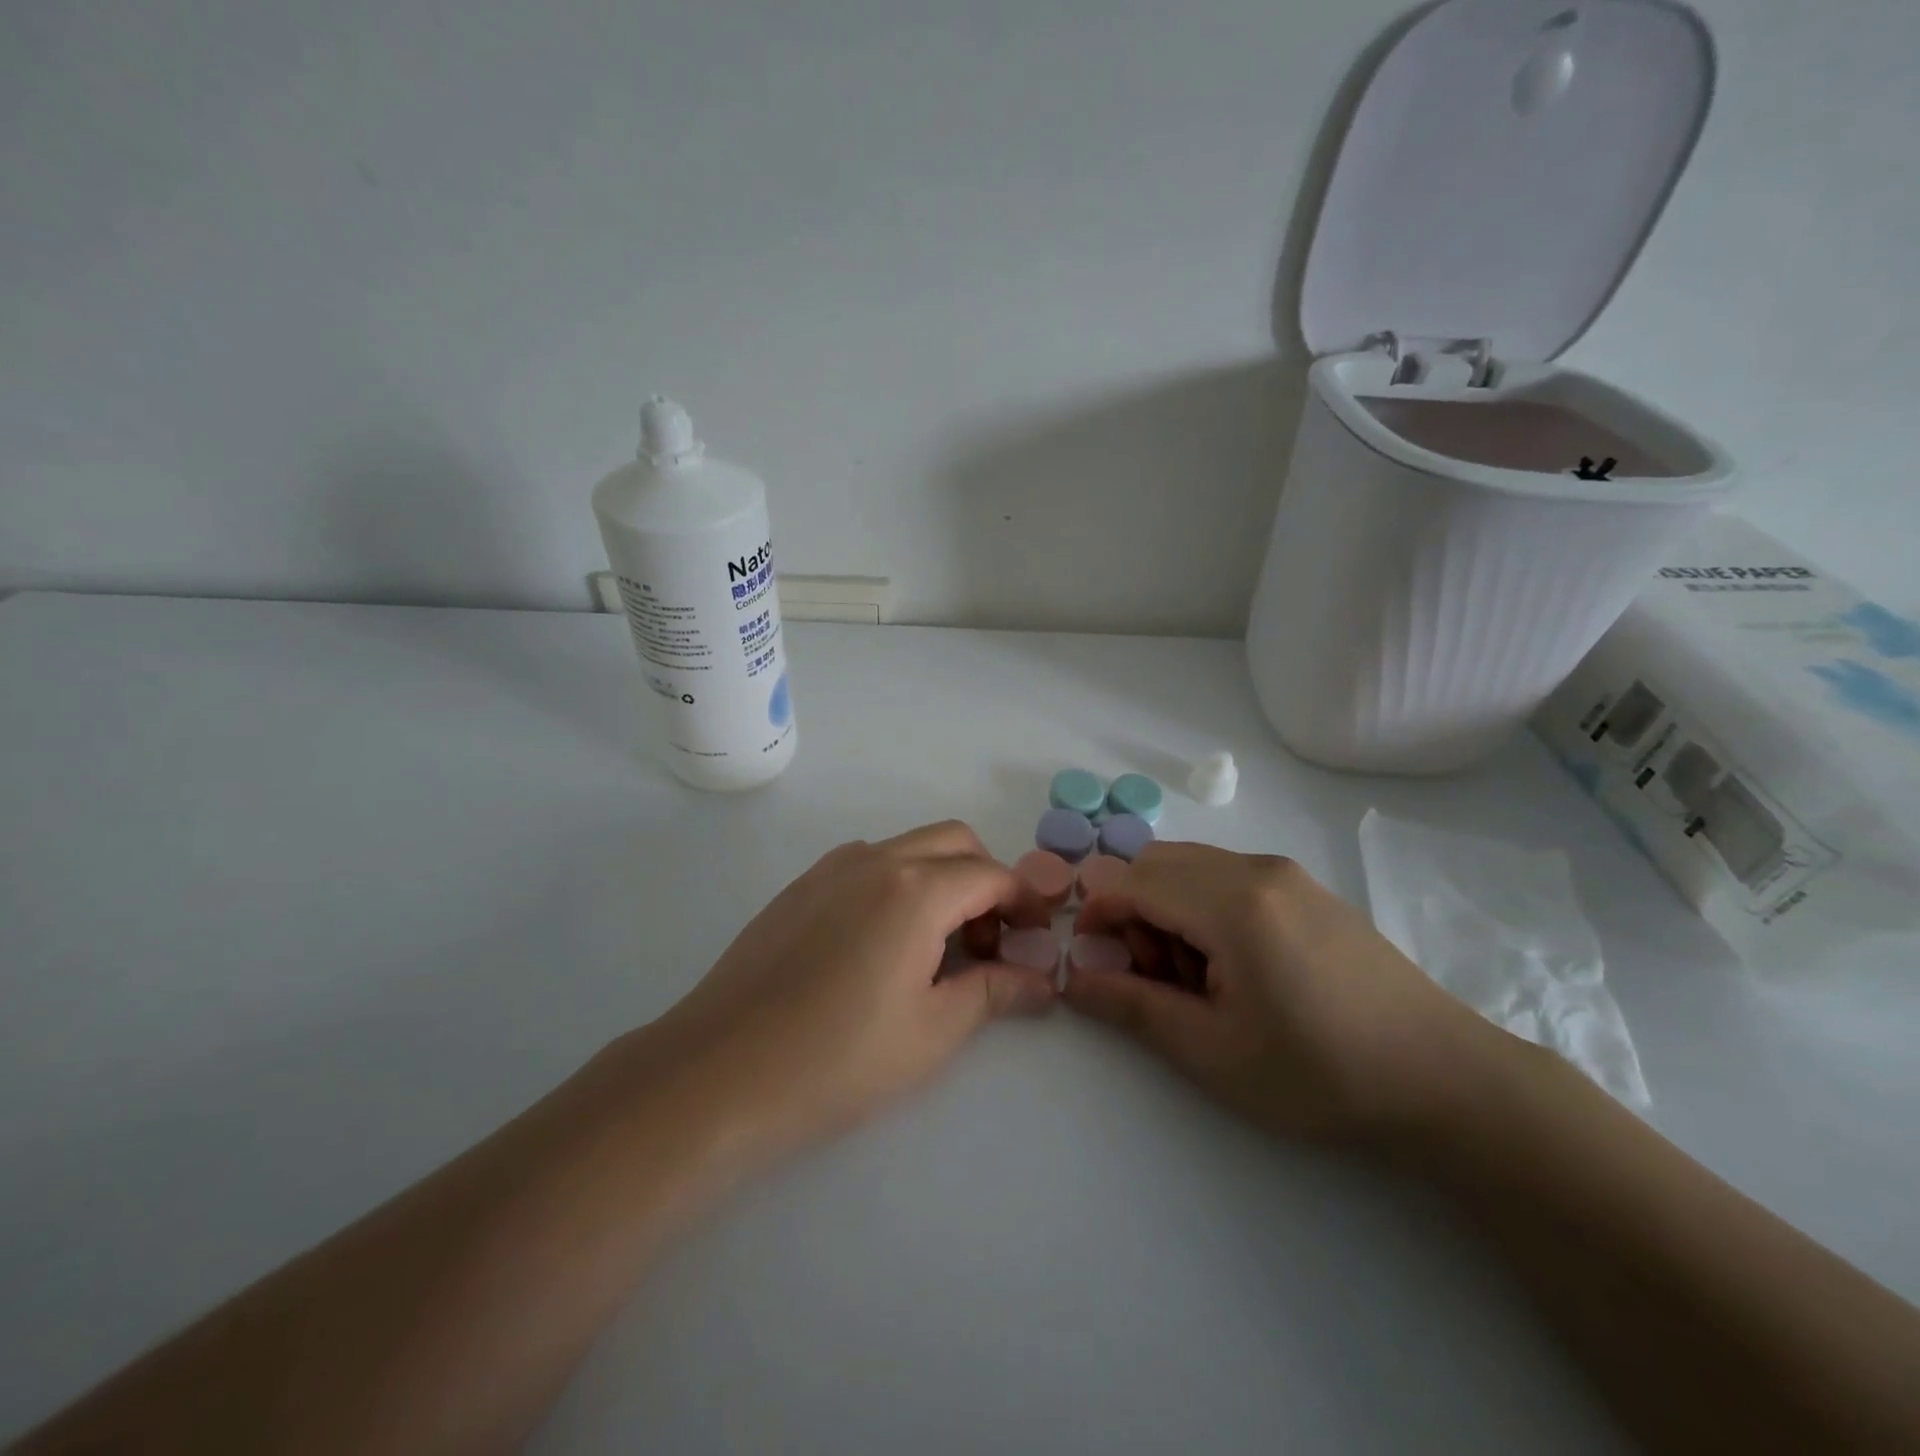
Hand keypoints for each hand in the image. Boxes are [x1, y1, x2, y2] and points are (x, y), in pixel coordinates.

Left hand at [639, 821, 1055, 1161]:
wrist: (720, 1071)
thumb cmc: (839, 1058)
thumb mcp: (932, 1031)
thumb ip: (994, 992)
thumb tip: (1043, 981)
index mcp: (917, 889)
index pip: (992, 875)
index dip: (1024, 902)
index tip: (1035, 939)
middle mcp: (876, 861)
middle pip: (954, 842)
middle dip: (986, 879)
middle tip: (987, 941)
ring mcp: (831, 868)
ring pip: (908, 847)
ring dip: (940, 877)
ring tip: (935, 946)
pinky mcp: (800, 887)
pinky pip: (867, 863)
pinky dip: (897, 883)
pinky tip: (882, 944)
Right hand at [1064, 842, 1498, 1143]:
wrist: (1445, 1079)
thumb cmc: (1320, 1073)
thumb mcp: (1213, 1052)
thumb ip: (1133, 1006)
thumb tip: (1073, 979)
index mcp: (1233, 903)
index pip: (1133, 882)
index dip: (1097, 914)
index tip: (1091, 960)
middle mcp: (1256, 868)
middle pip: (1157, 863)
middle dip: (1133, 910)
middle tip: (1152, 975)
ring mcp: (1286, 873)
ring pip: (1191, 866)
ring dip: (1168, 908)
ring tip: (1196, 977)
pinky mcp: (1306, 887)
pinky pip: (1228, 876)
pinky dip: (1203, 906)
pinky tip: (1235, 966)